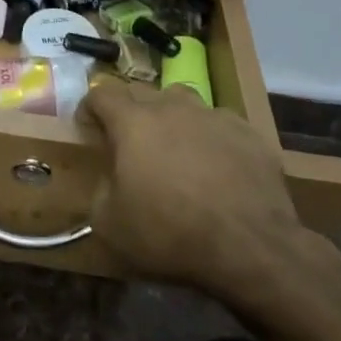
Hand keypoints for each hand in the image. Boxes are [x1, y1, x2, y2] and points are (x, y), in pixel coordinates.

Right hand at [82, 83, 340, 315]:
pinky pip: (219, 123)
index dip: (90, 107)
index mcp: (132, 122)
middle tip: (129, 141)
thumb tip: (110, 181)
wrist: (251, 248)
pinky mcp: (248, 133)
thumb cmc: (170, 234)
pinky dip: (210, 136)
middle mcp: (171, 107)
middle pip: (141, 91)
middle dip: (129, 110)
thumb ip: (100, 191)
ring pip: (182, 100)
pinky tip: (216, 164)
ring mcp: (212, 116)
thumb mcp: (110, 225)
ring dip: (171, 116)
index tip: (89, 128)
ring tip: (174, 146)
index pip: (102, 93)